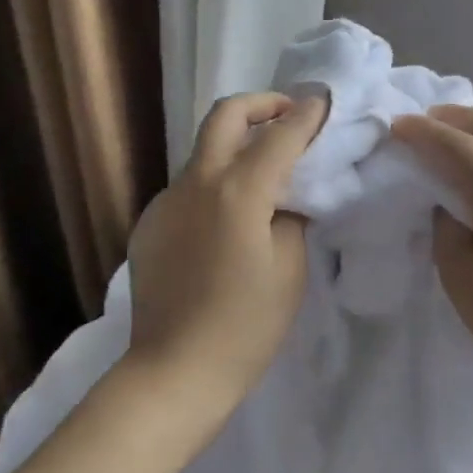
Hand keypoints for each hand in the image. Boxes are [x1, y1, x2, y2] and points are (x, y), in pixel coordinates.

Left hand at [122, 91, 328, 426]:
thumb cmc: (245, 326)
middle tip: (288, 116)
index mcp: (237, 192)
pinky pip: (188, 187)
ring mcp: (166, 201)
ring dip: (237, 145)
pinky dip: (215, 183)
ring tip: (264, 173)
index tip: (323, 100)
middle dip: (262, 104)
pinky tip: (228, 220)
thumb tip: (289, 194)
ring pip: (204, 151)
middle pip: (225, 116)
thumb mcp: (289, 269)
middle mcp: (195, 183)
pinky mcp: (149, 223)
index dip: (306, 115)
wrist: (174, 372)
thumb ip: (292, 217)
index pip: (280, 137)